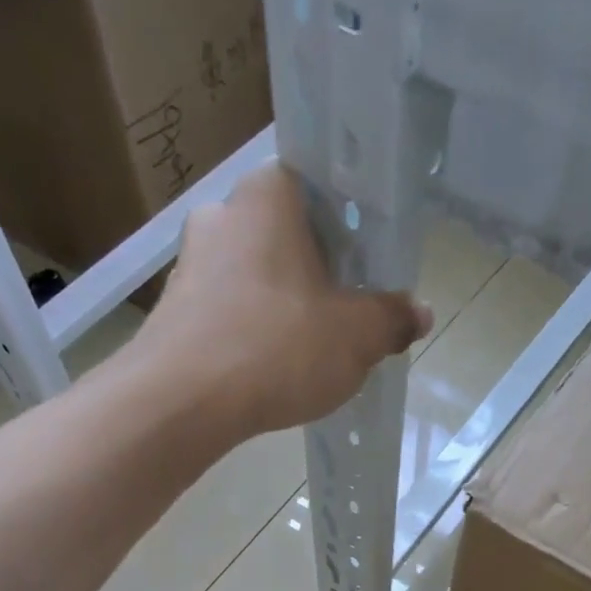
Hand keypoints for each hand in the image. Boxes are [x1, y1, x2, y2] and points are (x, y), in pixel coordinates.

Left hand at [133, 161, 431, 436]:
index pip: (318, 188)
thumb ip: (392, 319)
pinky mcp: (172, 309)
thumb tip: (418, 312)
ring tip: (308, 349)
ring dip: (282, 305)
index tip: (366, 266)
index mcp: (268, 195)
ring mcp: (189, 262)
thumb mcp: (357, 337)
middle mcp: (221, 213)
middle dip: (316, 272)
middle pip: (286, 235)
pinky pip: (227, 311)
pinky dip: (251, 332)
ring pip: (254, 276)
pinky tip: (268, 369)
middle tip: (346, 312)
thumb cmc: (279, 348)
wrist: (183, 402)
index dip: (349, 227)